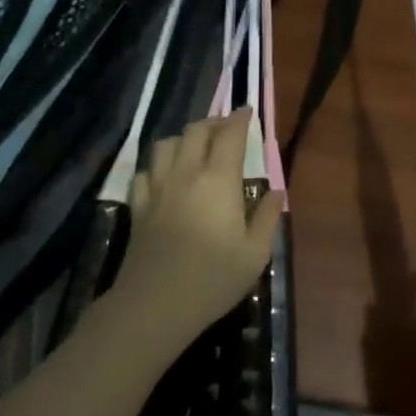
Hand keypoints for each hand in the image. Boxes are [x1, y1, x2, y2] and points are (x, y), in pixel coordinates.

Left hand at [104, 110, 283, 357]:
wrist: (156, 304)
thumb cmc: (214, 278)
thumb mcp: (255, 253)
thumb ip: (268, 217)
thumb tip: (276, 191)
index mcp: (218, 180)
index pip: (229, 135)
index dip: (239, 118)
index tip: (247, 111)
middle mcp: (185, 173)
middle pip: (195, 131)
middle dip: (213, 123)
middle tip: (226, 128)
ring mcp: (157, 189)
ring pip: (165, 145)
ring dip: (182, 139)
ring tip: (194, 148)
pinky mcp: (138, 207)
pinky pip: (144, 172)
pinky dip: (157, 166)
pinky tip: (164, 177)